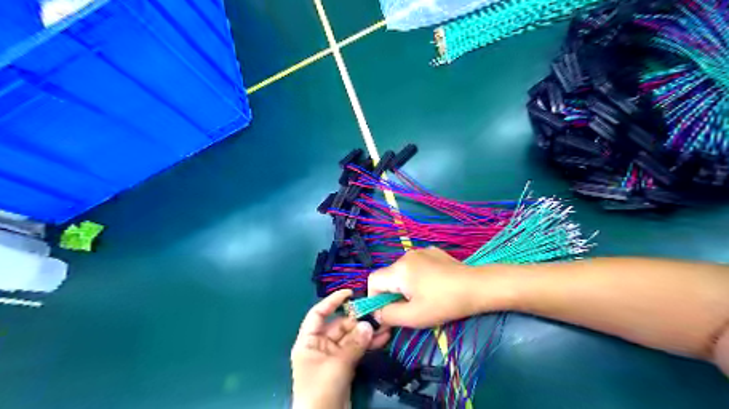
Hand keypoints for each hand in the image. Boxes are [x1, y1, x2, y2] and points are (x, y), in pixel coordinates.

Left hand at [292, 289, 392, 407]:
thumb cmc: (320, 389)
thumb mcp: (337, 364)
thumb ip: (354, 343)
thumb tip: (369, 325)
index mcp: (309, 341)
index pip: (318, 313)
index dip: (332, 301)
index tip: (349, 293)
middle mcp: (320, 345)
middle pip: (339, 325)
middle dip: (357, 320)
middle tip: (377, 314)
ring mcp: (333, 356)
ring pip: (351, 338)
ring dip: (367, 332)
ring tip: (385, 325)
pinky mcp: (344, 366)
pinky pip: (357, 349)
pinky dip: (368, 344)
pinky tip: (383, 338)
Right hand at [371, 246, 495, 328]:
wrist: (477, 286)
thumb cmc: (444, 303)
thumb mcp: (414, 316)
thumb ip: (388, 315)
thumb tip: (376, 313)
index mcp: (399, 269)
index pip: (373, 280)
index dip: (374, 298)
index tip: (388, 312)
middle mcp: (406, 255)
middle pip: (388, 276)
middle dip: (392, 293)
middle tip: (408, 308)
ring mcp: (421, 251)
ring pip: (402, 271)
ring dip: (405, 286)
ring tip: (423, 298)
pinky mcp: (433, 252)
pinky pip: (416, 265)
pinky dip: (417, 277)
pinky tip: (433, 286)